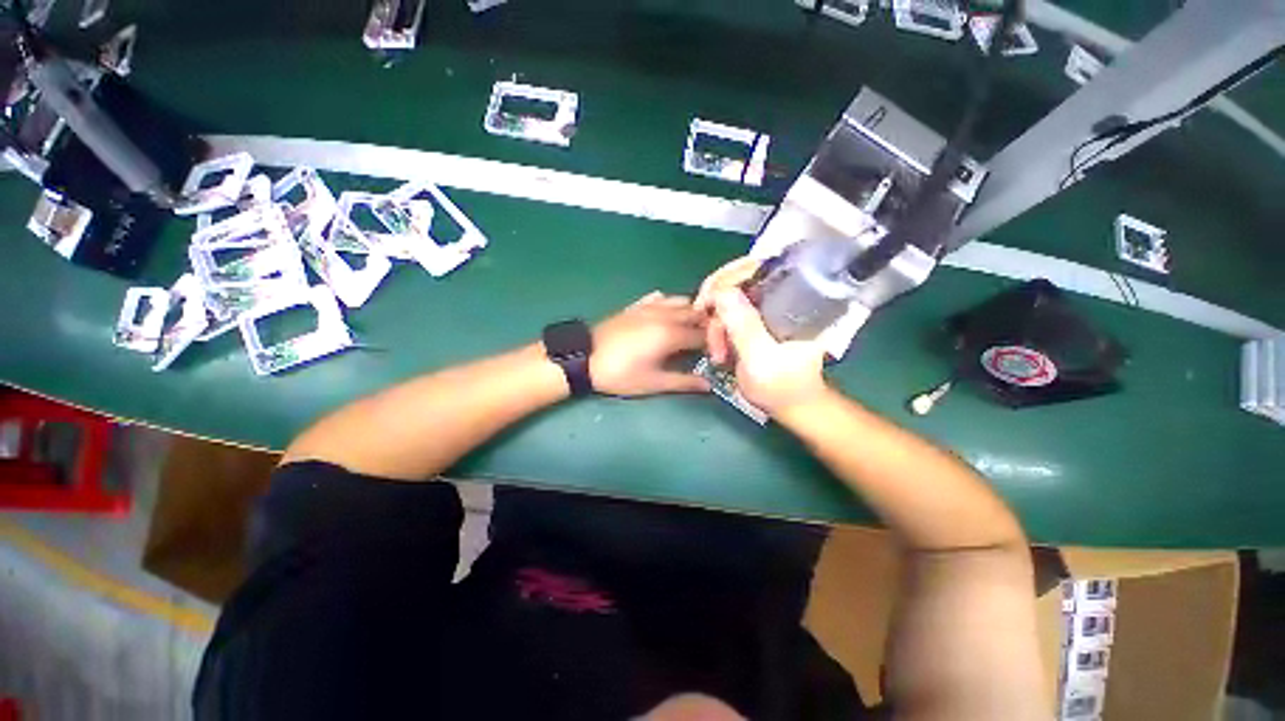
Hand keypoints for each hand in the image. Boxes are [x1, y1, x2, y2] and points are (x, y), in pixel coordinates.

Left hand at [590, 292, 710, 396]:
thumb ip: (684, 383)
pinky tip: (668, 315)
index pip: (704, 335)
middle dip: (707, 325)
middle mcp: (665, 315)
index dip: (715, 345)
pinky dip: (670, 304)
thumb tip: (709, 386)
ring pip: (680, 301)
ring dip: (691, 312)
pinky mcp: (636, 306)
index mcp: (671, 334)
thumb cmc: (620, 374)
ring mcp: (649, 307)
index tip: (718, 355)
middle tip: (709, 342)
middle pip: (696, 314)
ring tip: (692, 328)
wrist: (584, 358)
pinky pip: (660, 298)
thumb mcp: (653, 383)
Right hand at [695, 258, 827, 414]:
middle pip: (737, 280)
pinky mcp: (755, 321)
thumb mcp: (761, 358)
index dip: (726, 278)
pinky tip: (717, 348)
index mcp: (792, 299)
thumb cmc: (783, 387)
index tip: (705, 303)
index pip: (756, 267)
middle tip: (705, 330)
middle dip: (716, 306)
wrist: (791, 406)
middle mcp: (779, 297)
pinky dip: (717, 329)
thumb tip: (721, 292)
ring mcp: (765, 309)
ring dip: (715, 324)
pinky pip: (727, 313)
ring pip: (728, 299)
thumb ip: (743, 326)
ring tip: (717, 353)